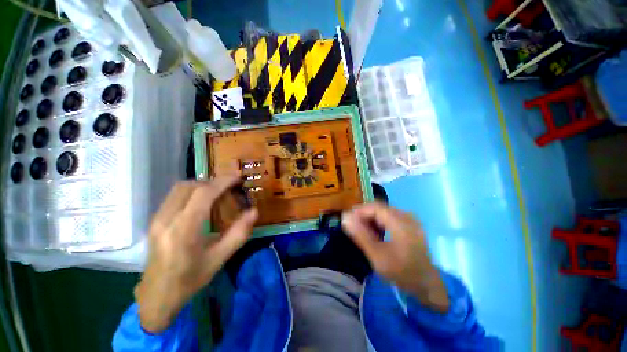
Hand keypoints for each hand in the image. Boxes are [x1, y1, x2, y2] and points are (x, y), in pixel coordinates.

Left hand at [135, 176, 257, 332]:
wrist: (157, 295)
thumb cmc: (190, 279)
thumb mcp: (219, 259)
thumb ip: (239, 234)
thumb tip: (254, 211)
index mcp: (184, 230)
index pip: (203, 194)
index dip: (222, 182)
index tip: (238, 177)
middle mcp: (167, 219)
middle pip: (191, 186)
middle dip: (214, 182)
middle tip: (231, 187)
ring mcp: (157, 218)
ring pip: (180, 188)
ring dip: (202, 185)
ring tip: (219, 193)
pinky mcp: (155, 220)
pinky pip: (175, 195)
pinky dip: (192, 191)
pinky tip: (203, 202)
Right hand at [342, 202, 449, 312]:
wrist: (427, 285)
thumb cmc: (402, 272)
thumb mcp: (377, 256)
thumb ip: (360, 235)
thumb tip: (345, 218)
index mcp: (400, 222)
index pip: (374, 207)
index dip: (358, 211)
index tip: (347, 221)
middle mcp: (406, 216)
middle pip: (378, 208)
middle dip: (364, 216)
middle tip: (354, 229)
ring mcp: (409, 219)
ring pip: (383, 212)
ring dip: (371, 220)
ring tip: (363, 233)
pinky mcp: (409, 225)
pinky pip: (389, 217)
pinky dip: (379, 223)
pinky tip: (376, 235)